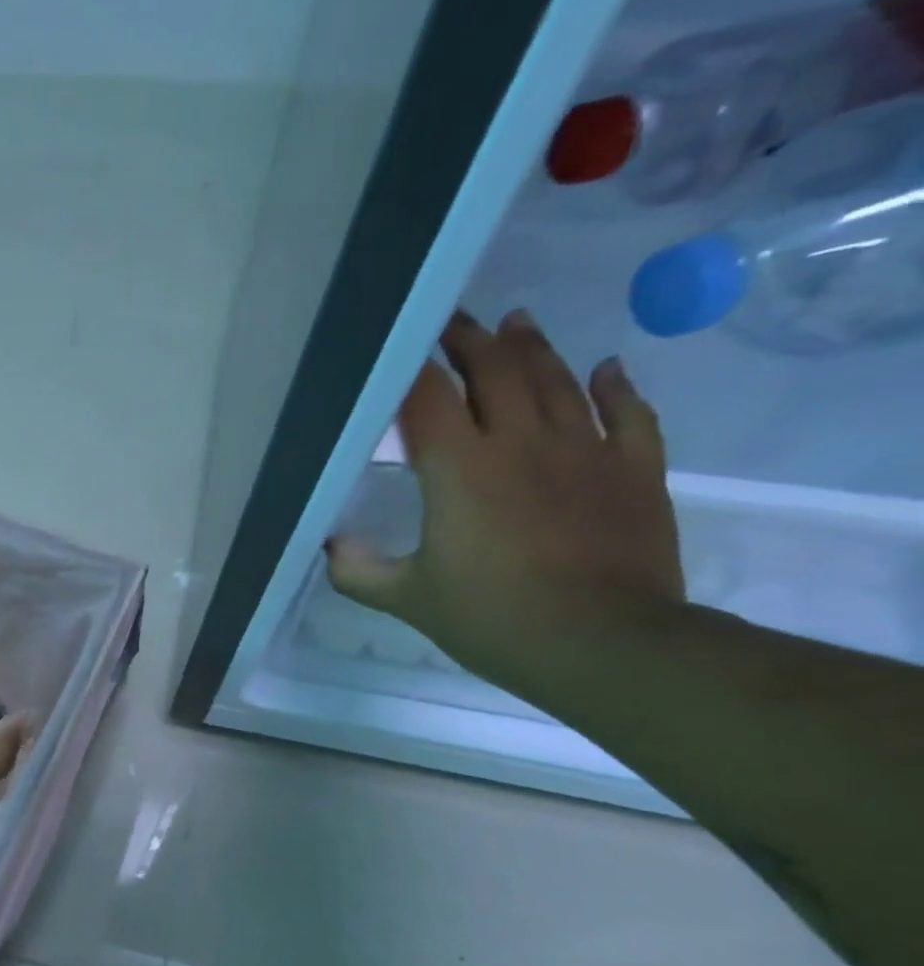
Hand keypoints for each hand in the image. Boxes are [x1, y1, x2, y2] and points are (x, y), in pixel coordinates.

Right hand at [326, 309, 685, 700]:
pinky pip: (629, 413)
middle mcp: (521, 443)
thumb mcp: (409, 600)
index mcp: (459, 470)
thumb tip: (331, 546)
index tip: (397, 344)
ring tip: (515, 324)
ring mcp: (585, 451)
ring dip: (532, 349)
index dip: (409, 367)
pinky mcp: (634, 471)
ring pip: (557, 381)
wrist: (604, 644)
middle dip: (469, 341)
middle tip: (453, 321)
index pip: (426, 399)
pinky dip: (615, 387)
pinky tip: (604, 368)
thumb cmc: (493, 618)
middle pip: (495, 372)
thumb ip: (359, 571)